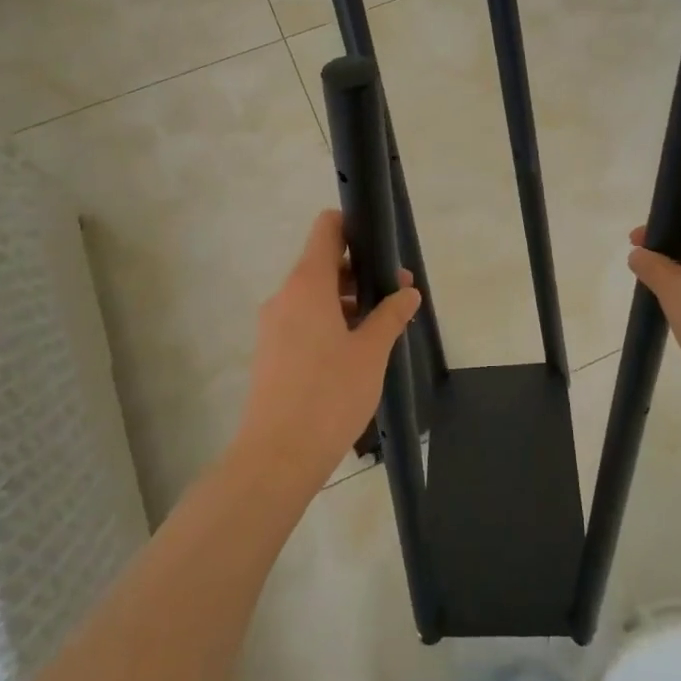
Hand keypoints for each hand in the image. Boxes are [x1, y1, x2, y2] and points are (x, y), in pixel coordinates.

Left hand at [234, 210, 421, 494]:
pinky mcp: (271, 351)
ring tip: (384, 325)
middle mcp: (285, 296)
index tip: (381, 242)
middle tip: (398, 293)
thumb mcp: (371, 352)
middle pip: (323, 264)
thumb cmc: (329, 394)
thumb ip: (391, 315)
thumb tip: (408, 292)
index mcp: (307, 285)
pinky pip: (304, 320)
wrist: (277, 456)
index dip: (353, 225)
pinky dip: (330, 322)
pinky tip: (357, 350)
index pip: (326, 229)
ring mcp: (274, 325)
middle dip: (361, 272)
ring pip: (315, 296)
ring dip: (348, 300)